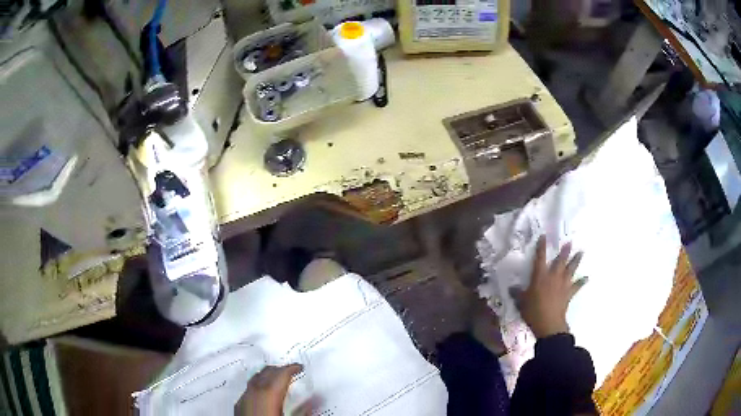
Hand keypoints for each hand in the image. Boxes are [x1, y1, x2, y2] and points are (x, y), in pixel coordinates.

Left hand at [236, 364, 302, 415]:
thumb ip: (304, 410)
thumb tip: (316, 399)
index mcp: (268, 394)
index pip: (280, 374)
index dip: (291, 368)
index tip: (300, 367)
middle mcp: (253, 393)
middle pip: (266, 373)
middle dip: (279, 370)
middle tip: (291, 371)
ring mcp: (243, 399)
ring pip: (255, 379)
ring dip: (267, 376)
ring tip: (278, 378)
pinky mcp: (238, 407)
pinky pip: (249, 389)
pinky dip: (258, 385)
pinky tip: (263, 393)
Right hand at [514, 236, 585, 338]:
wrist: (548, 323)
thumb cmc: (533, 311)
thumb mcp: (521, 302)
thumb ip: (517, 293)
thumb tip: (511, 288)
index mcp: (540, 276)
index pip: (540, 258)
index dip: (541, 246)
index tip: (543, 236)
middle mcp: (553, 276)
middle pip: (560, 261)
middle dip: (565, 251)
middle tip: (569, 242)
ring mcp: (563, 284)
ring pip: (571, 269)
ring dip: (576, 260)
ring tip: (581, 252)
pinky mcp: (569, 293)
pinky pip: (577, 286)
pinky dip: (582, 282)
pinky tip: (586, 278)